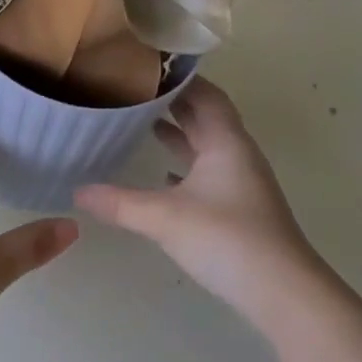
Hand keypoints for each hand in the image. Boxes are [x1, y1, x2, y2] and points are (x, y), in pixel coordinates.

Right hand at [74, 77, 327, 322]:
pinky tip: (160, 174)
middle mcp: (236, 154)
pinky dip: (182, 165)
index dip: (178, 78)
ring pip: (205, 145)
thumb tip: (76, 190)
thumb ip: (119, 202)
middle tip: (131, 89)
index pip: (204, 94)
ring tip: (139, 122)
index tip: (143, 66)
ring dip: (177, 132)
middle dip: (171, 101)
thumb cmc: (228, 239)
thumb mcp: (165, 217)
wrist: (285, 295)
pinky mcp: (237, 208)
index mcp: (226, 142)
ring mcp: (239, 182)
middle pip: (204, 116)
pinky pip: (205, 172)